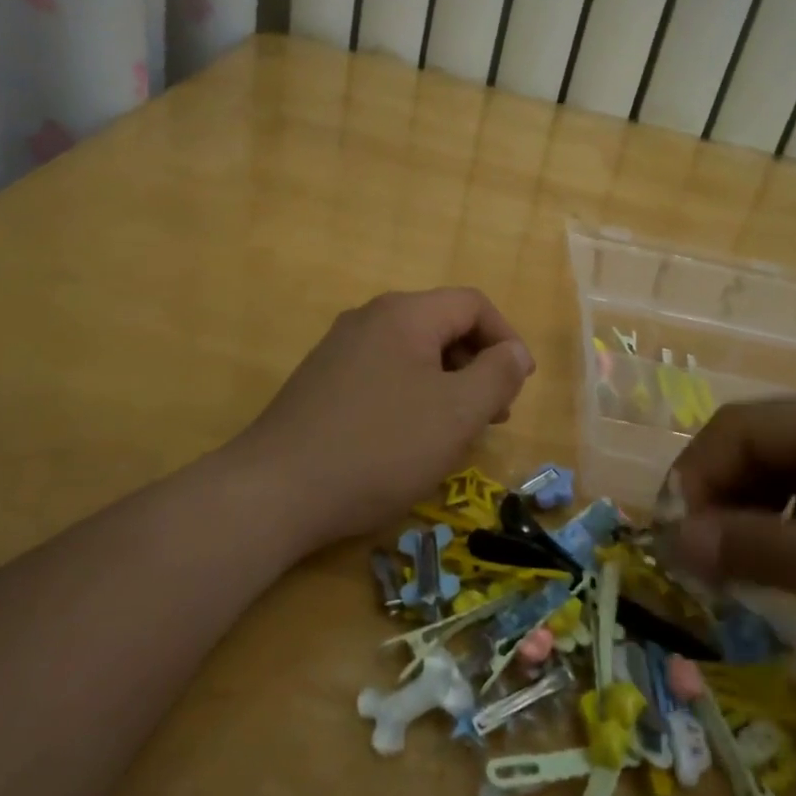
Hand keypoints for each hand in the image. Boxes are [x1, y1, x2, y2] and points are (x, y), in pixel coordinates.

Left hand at [233, 289, 534, 550]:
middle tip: (493, 415)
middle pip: (442, 326)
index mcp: (404, 314)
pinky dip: (412, 396)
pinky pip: (383, 375)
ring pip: (412, 353)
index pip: (473, 304)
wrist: (276, 491)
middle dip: (477, 365)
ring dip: (446, 384)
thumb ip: (497, 375)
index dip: (506, 339)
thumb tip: (514, 352)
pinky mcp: (321, 381)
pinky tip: (409, 439)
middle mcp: (369, 319)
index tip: (519, 386)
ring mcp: (339, 350)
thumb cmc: (380, 447)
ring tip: (455, 432)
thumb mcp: (456, 414)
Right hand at [661, 391, 795, 703]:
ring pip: (784, 479)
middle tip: (702, 567)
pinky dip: (790, 534)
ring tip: (739, 576)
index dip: (693, 477)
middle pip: (757, 450)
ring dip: (751, 521)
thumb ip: (759, 550)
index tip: (674, 540)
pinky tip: (792, 574)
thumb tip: (671, 541)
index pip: (737, 428)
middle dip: (719, 502)